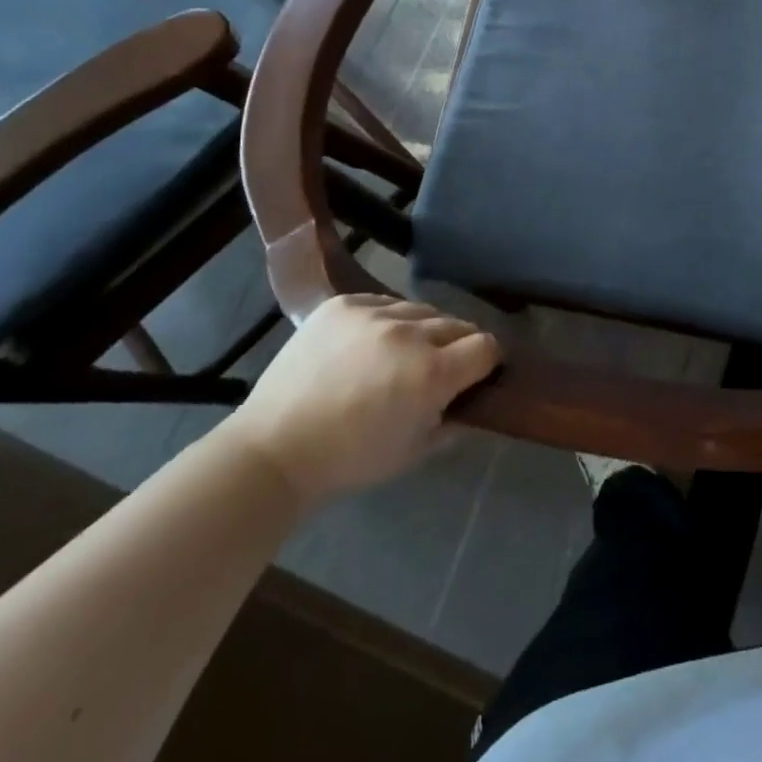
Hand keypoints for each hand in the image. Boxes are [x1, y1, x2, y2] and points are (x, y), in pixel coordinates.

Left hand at [221, 294, 500, 507]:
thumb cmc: (349, 459)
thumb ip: (452, 422)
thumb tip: (471, 402)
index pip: (486, 346)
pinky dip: (386, 320)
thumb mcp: (413, 452)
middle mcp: (410, 334)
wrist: (275, 447)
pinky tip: (369, 343)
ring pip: (421, 310)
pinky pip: (383, 302)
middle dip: (456, 346)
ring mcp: (374, 313)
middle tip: (438, 367)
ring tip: (400, 353)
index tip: (476, 374)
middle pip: (457, 324)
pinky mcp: (343, 304)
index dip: (487, 361)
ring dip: (421, 330)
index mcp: (432, 373)